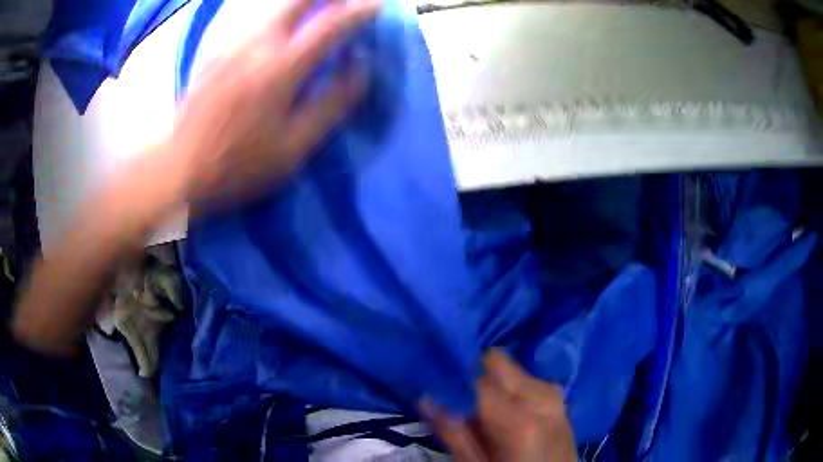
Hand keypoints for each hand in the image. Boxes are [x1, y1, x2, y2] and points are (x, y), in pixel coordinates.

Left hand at [170, 0, 380, 207]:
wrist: (178, 171)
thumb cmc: (237, 167)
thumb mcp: (294, 149)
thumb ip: (332, 104)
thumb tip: (360, 68)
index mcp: (279, 70)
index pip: (329, 27)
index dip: (359, 13)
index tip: (377, 6)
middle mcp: (255, 46)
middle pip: (296, 1)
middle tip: (345, 1)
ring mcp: (231, 46)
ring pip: (273, 8)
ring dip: (301, 4)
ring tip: (318, 11)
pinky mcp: (215, 53)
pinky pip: (254, 22)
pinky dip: (276, 18)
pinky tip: (280, 31)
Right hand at [424, 350, 576, 461]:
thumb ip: (454, 434)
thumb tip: (427, 397)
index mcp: (519, 418)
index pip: (476, 376)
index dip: (452, 376)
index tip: (434, 384)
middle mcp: (540, 395)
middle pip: (495, 362)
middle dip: (473, 377)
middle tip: (460, 404)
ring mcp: (553, 393)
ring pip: (509, 368)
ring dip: (492, 384)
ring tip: (485, 414)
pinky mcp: (558, 395)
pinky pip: (524, 378)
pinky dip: (509, 389)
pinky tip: (507, 414)